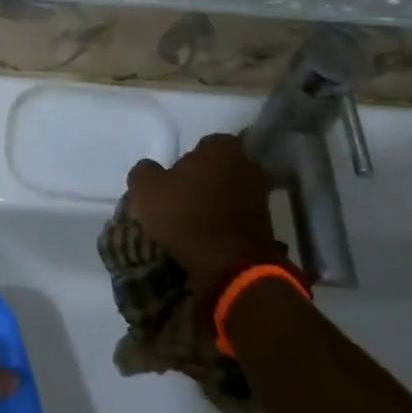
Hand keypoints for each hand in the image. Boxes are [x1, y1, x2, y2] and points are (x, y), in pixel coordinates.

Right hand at [127, 132, 286, 289]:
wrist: (232, 268)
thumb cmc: (187, 217)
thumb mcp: (146, 189)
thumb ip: (144, 171)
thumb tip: (150, 170)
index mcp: (222, 147)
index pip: (201, 145)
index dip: (184, 162)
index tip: (171, 181)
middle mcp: (248, 164)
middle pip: (217, 169)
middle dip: (202, 181)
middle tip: (180, 201)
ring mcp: (261, 196)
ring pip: (228, 193)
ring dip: (214, 204)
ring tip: (192, 223)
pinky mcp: (267, 226)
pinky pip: (237, 218)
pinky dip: (224, 225)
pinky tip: (207, 238)